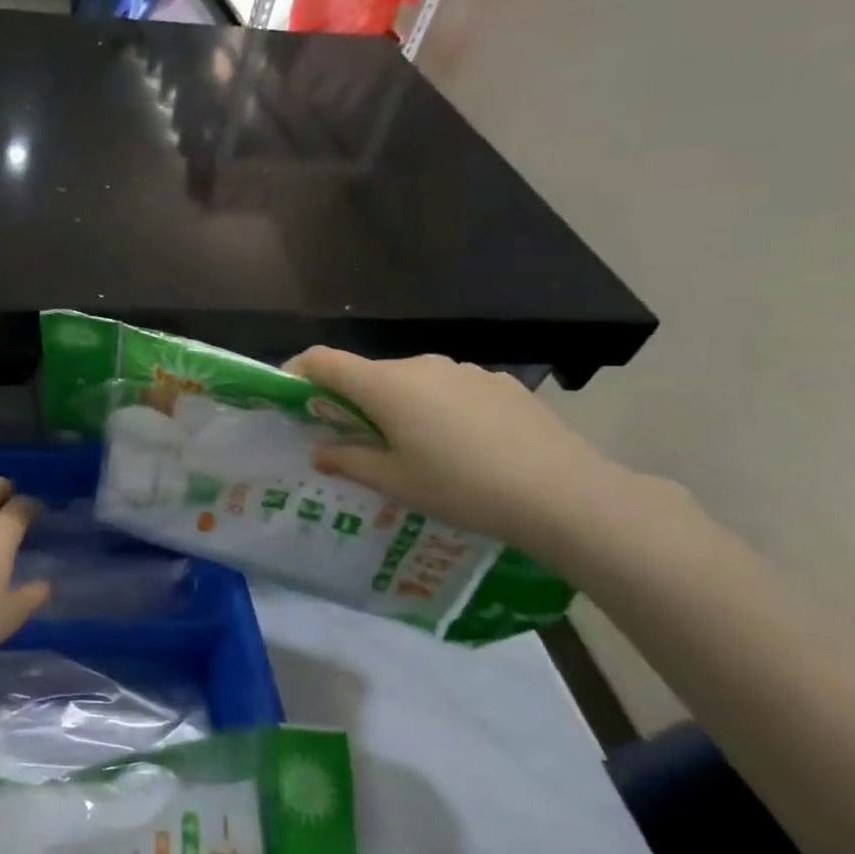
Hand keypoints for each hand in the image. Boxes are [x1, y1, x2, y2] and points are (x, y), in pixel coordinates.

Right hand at [285, 348, 638, 558]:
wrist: (563, 493)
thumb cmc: (462, 488)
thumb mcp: (396, 482)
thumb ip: (350, 460)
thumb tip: (320, 451)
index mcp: (385, 386)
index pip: (323, 360)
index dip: (298, 371)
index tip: (291, 396)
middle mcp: (420, 365)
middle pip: (368, 373)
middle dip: (352, 400)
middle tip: (355, 441)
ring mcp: (463, 370)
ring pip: (411, 381)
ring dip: (398, 405)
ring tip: (415, 449)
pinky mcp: (497, 381)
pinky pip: (449, 387)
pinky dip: (438, 407)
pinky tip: (463, 445)